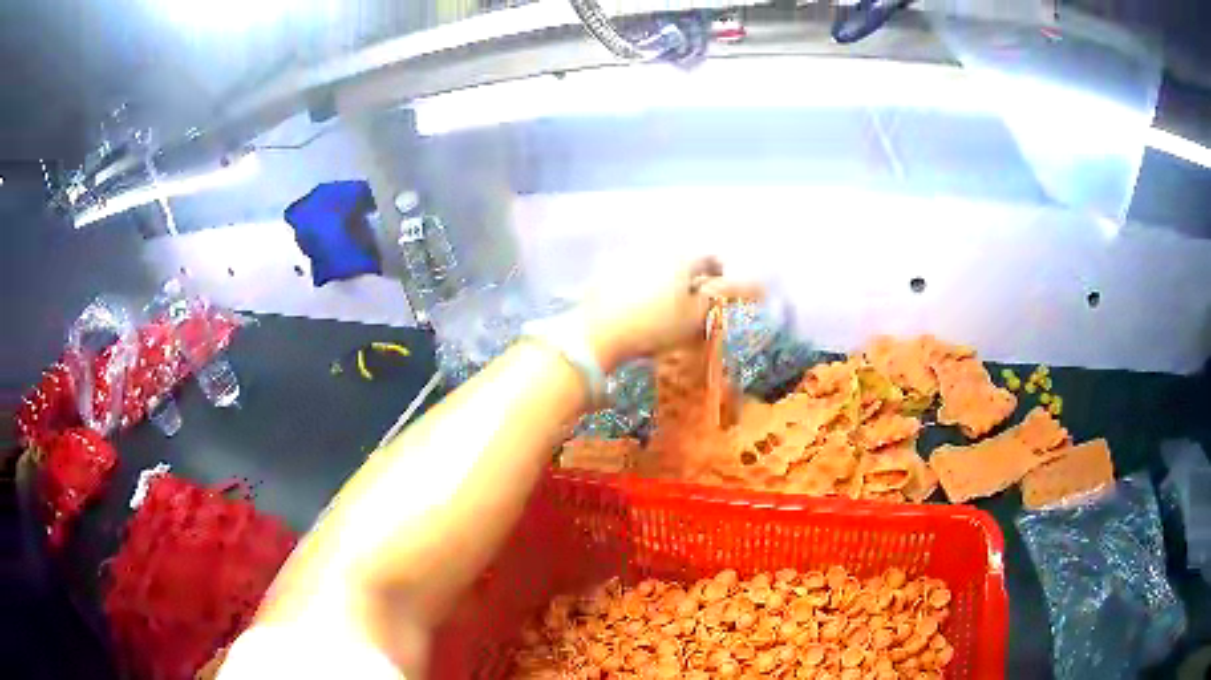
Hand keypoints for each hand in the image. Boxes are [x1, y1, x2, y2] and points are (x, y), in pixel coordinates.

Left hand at [579, 257, 762, 370]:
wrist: (597, 333)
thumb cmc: (654, 325)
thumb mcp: (694, 317)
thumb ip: (718, 299)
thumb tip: (741, 288)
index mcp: (681, 258)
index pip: (711, 260)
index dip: (721, 277)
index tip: (721, 295)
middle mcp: (656, 250)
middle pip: (683, 262)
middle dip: (692, 280)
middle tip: (694, 306)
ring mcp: (628, 259)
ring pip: (658, 268)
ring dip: (667, 282)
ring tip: (665, 310)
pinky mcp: (606, 273)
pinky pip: (634, 276)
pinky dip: (642, 288)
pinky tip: (637, 309)